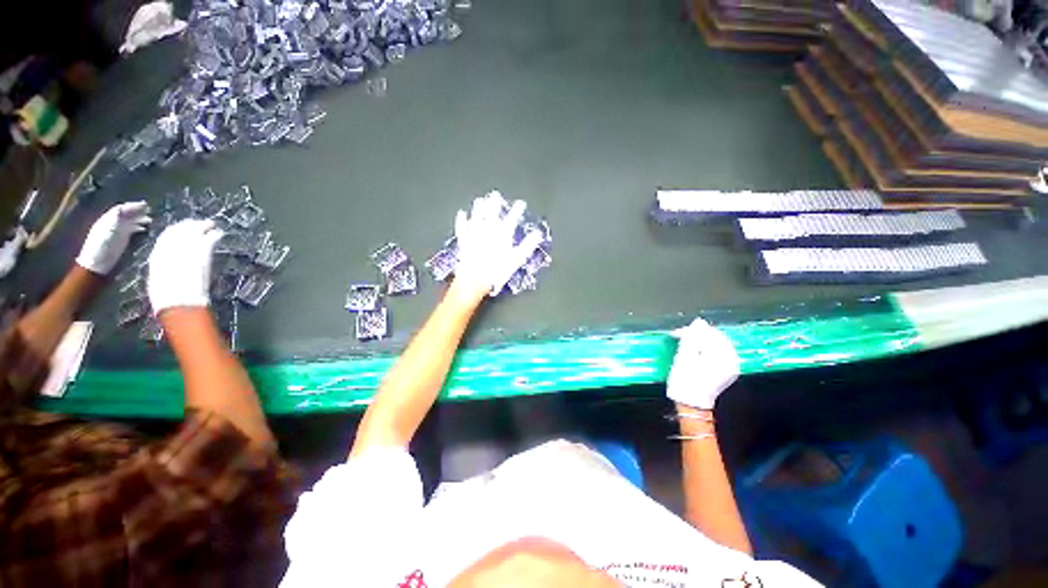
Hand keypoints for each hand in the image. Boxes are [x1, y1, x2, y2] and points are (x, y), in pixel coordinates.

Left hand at [75, 202, 150, 275]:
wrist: (97, 265)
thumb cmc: (101, 249)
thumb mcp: (106, 233)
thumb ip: (114, 221)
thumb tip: (123, 209)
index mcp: (107, 220)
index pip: (120, 209)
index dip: (132, 206)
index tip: (145, 205)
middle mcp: (112, 223)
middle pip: (125, 214)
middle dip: (137, 211)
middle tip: (150, 210)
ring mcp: (116, 231)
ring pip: (129, 221)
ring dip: (139, 219)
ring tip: (150, 219)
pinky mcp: (121, 239)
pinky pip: (131, 229)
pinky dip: (138, 227)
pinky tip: (145, 228)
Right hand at [147, 219, 222, 314]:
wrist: (179, 299)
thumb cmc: (167, 295)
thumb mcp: (160, 278)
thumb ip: (165, 267)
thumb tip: (172, 264)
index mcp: (157, 254)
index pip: (166, 237)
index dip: (175, 231)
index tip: (181, 227)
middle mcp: (170, 247)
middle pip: (181, 230)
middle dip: (190, 225)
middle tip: (200, 223)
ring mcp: (187, 248)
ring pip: (195, 231)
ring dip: (203, 226)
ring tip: (211, 224)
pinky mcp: (202, 252)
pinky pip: (209, 239)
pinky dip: (215, 235)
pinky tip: (219, 232)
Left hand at [454, 191, 542, 296]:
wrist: (474, 279)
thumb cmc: (497, 270)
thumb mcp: (517, 259)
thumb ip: (528, 245)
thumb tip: (538, 234)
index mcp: (502, 233)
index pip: (512, 218)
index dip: (517, 210)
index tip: (521, 203)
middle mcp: (488, 229)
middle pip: (492, 213)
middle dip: (495, 203)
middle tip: (496, 195)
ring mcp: (474, 233)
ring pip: (476, 216)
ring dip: (479, 208)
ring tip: (480, 200)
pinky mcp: (463, 240)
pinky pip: (462, 227)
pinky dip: (462, 220)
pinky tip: (462, 214)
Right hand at [666, 318, 740, 410]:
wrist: (691, 403)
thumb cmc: (685, 381)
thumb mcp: (684, 357)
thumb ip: (692, 338)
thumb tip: (699, 323)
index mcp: (723, 356)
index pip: (710, 334)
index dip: (692, 331)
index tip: (677, 333)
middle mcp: (732, 360)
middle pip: (716, 338)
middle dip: (698, 335)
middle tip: (681, 337)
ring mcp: (731, 366)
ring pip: (717, 344)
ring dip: (701, 341)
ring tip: (686, 343)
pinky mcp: (727, 370)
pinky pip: (719, 352)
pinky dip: (707, 349)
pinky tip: (696, 351)